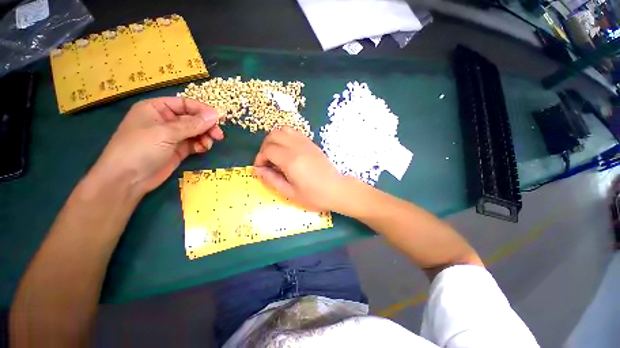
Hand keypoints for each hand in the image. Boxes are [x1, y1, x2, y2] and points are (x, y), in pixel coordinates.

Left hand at [90, 97, 223, 195]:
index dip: (203, 110)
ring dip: (205, 136)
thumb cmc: (141, 149)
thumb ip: (193, 124)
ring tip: (208, 144)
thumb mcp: (167, 133)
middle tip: (219, 135)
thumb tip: (217, 114)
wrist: (127, 180)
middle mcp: (166, 120)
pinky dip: (201, 145)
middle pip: (193, 118)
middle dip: (206, 126)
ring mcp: (172, 136)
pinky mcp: (178, 150)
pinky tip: (203, 149)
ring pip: (196, 132)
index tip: (219, 119)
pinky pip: (194, 143)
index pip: (185, 104)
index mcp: (157, 108)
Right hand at [254, 127, 346, 210]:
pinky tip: (288, 151)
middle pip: (273, 135)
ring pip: (284, 130)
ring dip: (275, 139)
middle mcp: (297, 147)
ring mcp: (306, 143)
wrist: (336, 189)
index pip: (268, 150)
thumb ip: (272, 179)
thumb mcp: (290, 192)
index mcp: (291, 160)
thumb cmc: (314, 195)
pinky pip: (295, 133)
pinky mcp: (311, 143)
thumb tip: (258, 170)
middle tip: (267, 160)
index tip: (261, 168)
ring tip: (276, 153)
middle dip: (265, 146)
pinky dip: (286, 137)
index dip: (259, 158)